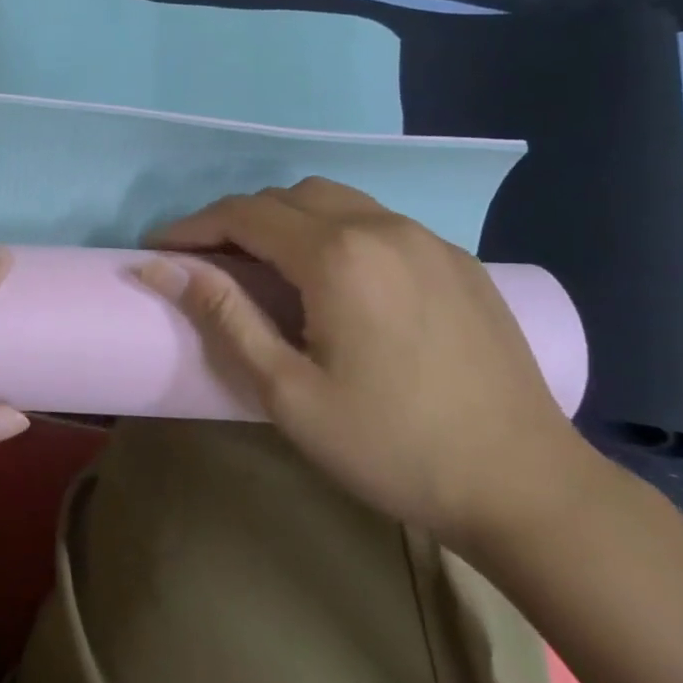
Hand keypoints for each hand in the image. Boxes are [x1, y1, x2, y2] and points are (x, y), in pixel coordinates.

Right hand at [138, 177, 591, 551]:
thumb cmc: (390, 446)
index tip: (158, 250)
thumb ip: (224, 316)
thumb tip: (159, 268)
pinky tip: (334, 280)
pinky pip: (377, 221)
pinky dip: (334, 230)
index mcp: (338, 256)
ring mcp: (428, 239)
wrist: (523, 485)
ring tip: (264, 266)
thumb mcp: (287, 391)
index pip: (244, 215)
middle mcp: (382, 227)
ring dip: (286, 220)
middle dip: (236, 220)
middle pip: (287, 197)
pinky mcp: (457, 260)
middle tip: (207, 263)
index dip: (192, 227)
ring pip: (335, 200)